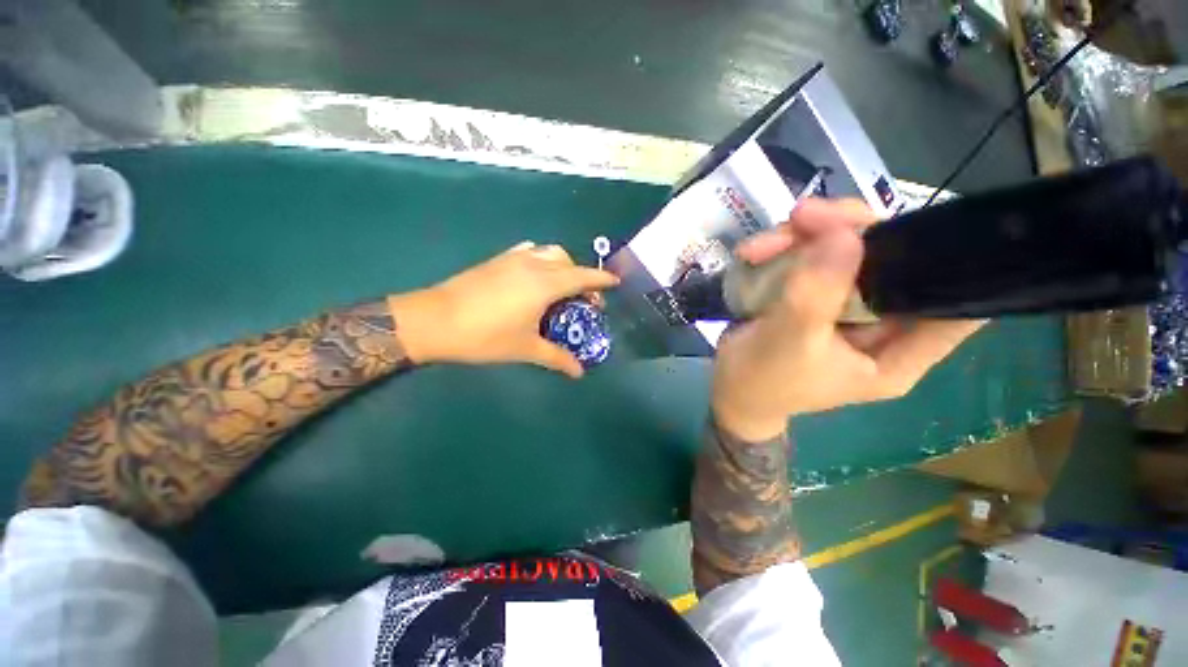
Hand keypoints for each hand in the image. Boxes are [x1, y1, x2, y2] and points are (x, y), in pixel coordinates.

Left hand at [388, 242, 618, 377]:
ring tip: (560, 288)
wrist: (434, 320)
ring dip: (562, 266)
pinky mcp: (496, 260)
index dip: (601, 278)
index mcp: (545, 283)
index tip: (615, 282)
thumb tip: (579, 373)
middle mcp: (533, 264)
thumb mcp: (525, 349)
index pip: (583, 276)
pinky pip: (529, 252)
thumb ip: (557, 358)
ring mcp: (513, 259)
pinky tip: (534, 278)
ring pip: (548, 252)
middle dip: (582, 276)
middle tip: (583, 299)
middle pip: (568, 261)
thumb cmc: (485, 336)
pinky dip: (541, 260)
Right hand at [711, 199, 984, 440]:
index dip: (953, 263)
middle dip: (848, 232)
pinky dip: (783, 248)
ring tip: (758, 247)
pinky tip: (753, 253)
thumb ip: (816, 295)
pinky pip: (811, 256)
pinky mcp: (817, 293)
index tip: (919, 225)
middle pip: (892, 260)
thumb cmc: (760, 381)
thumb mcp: (787, 343)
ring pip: (847, 249)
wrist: (727, 388)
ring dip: (802, 238)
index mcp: (895, 353)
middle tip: (804, 217)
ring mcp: (847, 305)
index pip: (955, 306)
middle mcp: (881, 323)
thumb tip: (846, 234)